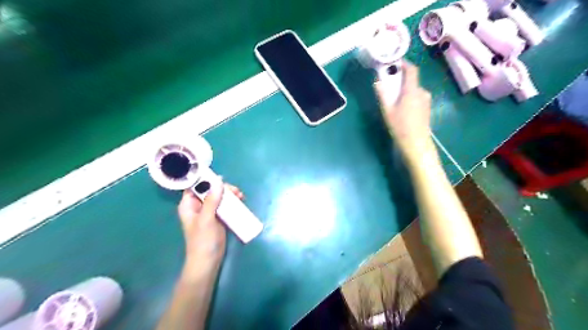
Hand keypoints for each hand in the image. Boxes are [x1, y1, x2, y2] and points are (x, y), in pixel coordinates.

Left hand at [178, 179, 244, 276]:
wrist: (208, 262)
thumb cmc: (203, 241)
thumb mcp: (206, 219)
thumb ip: (212, 200)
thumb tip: (218, 180)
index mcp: (189, 205)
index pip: (195, 186)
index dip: (206, 179)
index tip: (221, 178)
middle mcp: (198, 206)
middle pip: (210, 189)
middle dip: (223, 187)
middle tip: (235, 191)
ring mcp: (209, 212)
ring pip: (219, 196)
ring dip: (229, 194)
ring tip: (240, 196)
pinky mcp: (218, 217)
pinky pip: (225, 205)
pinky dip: (232, 202)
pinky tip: (240, 201)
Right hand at [375, 60, 432, 161]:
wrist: (416, 143)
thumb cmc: (400, 126)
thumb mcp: (387, 111)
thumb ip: (383, 94)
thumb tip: (378, 82)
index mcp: (412, 90)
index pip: (412, 70)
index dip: (405, 64)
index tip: (396, 63)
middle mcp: (422, 92)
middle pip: (411, 81)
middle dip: (400, 81)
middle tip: (389, 87)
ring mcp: (426, 100)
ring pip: (414, 90)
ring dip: (405, 91)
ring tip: (395, 101)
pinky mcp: (427, 108)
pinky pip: (417, 98)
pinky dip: (410, 98)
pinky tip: (403, 110)